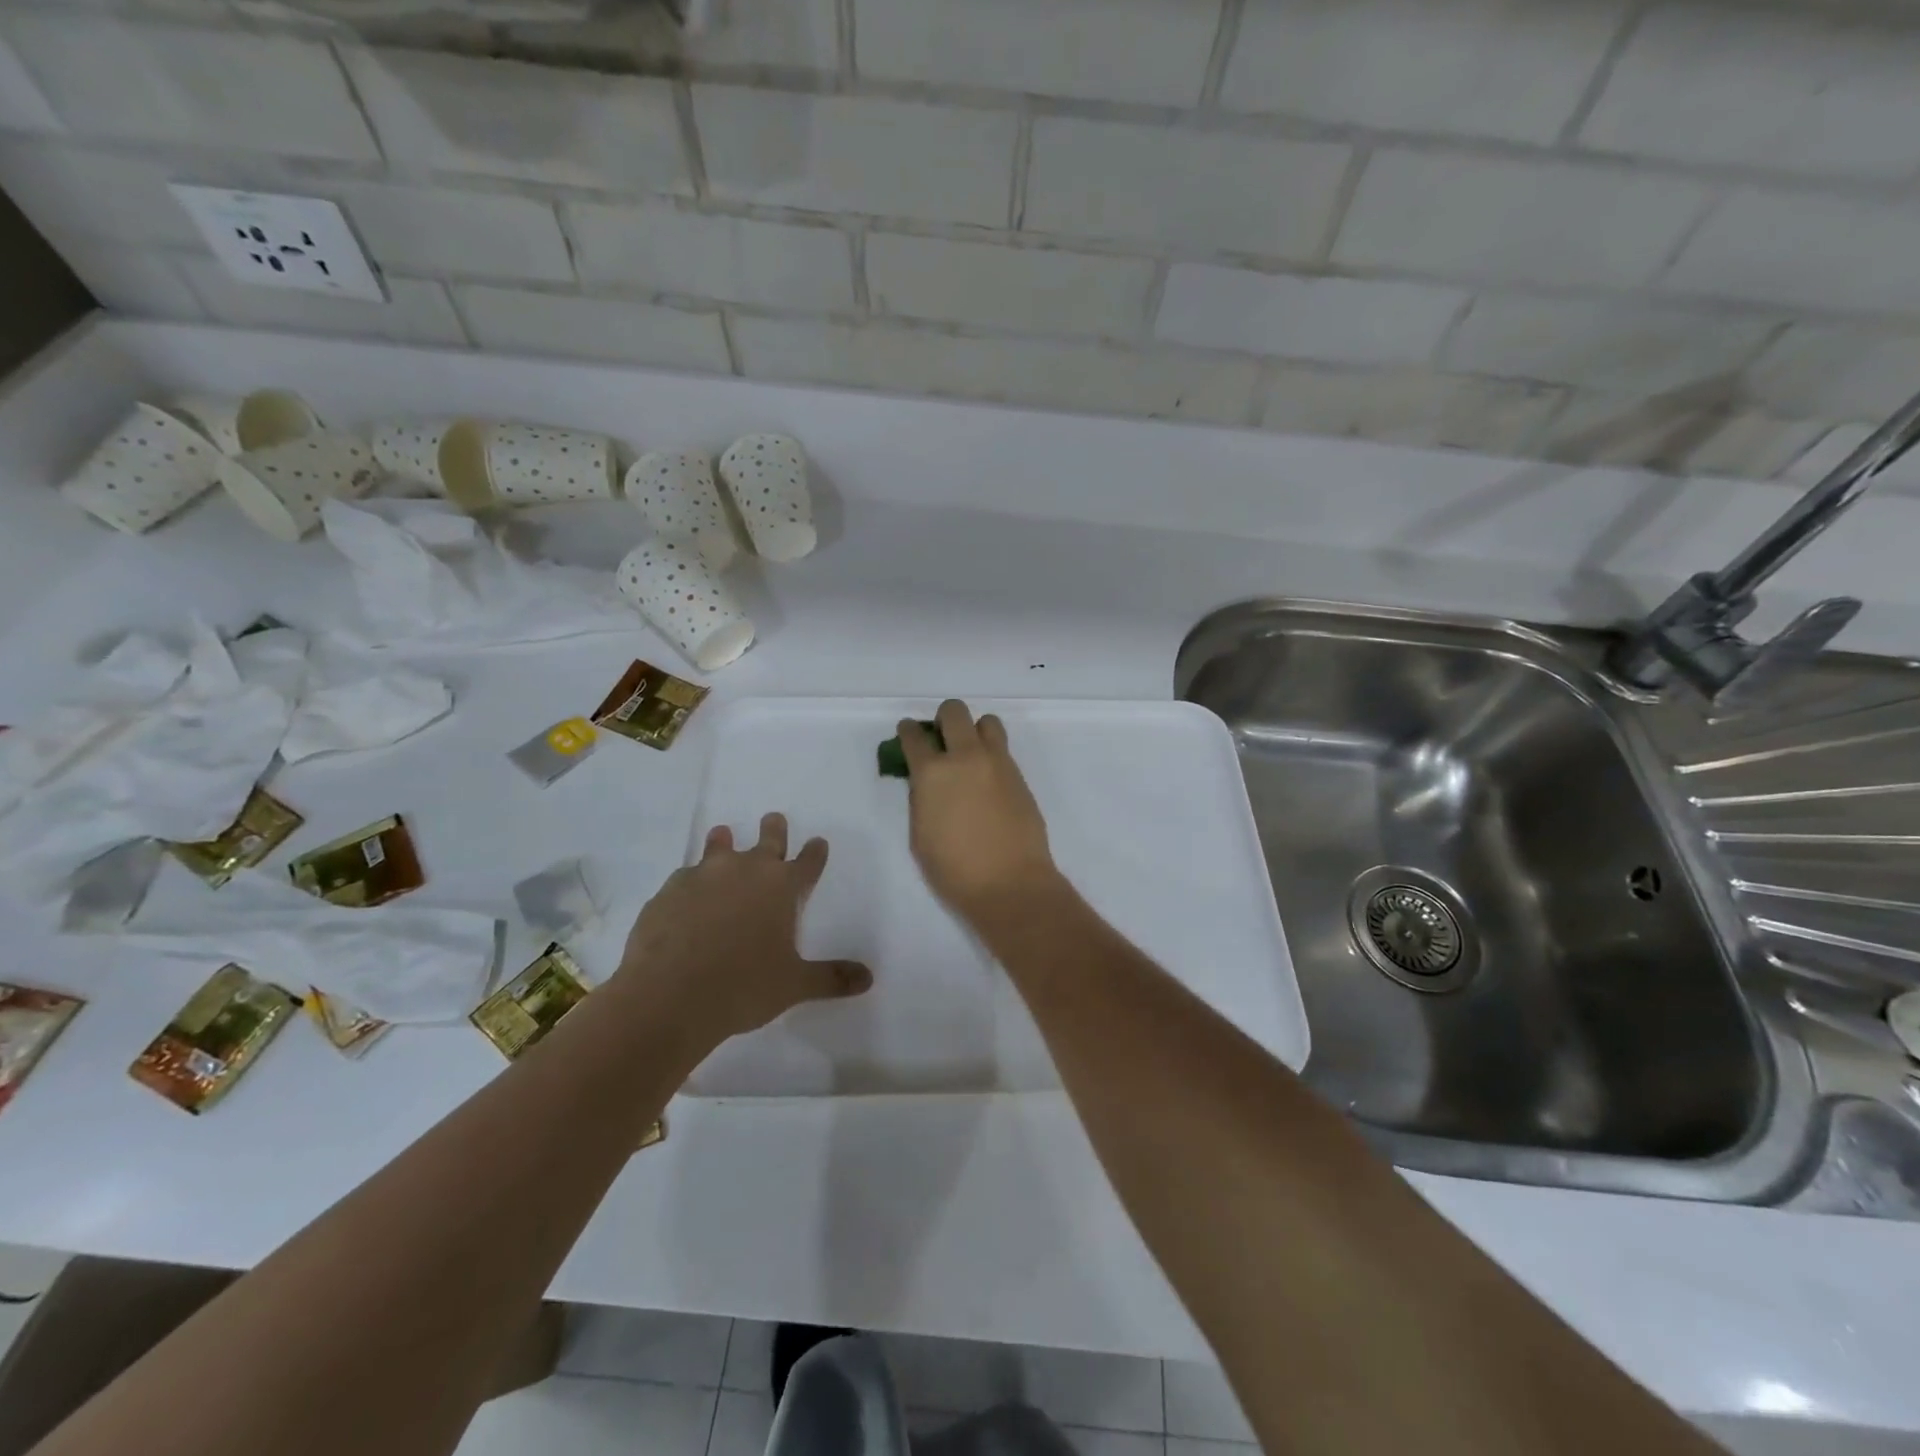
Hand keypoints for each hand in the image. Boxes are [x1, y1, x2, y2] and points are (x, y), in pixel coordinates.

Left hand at [618, 813, 871, 1047]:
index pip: (807, 862)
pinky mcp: (668, 891)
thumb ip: (830, 978)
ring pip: (718, 847)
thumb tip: (868, 978)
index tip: (818, 842)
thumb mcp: (793, 986)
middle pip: (766, 840)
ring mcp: (703, 876)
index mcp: (781, 887)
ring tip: (722, 834)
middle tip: (773, 817)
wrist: (668, 995)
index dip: (815, 852)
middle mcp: (745, 870)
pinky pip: (684, 877)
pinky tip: (686, 896)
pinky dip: (691, 882)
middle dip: (774, 829)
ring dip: (724, 841)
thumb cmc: (742, 987)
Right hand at [899, 700, 1060, 919]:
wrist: (1010, 883)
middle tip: (941, 739)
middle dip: (943, 719)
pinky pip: (1003, 749)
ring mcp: (997, 763)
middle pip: (954, 712)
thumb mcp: (920, 834)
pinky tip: (987, 780)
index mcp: (932, 773)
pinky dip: (991, 754)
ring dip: (974, 730)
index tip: (908, 734)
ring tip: (970, 754)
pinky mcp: (1019, 776)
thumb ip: (921, 799)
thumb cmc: (954, 869)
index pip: (914, 736)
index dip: (907, 732)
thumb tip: (928, 783)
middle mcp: (966, 757)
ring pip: (987, 722)